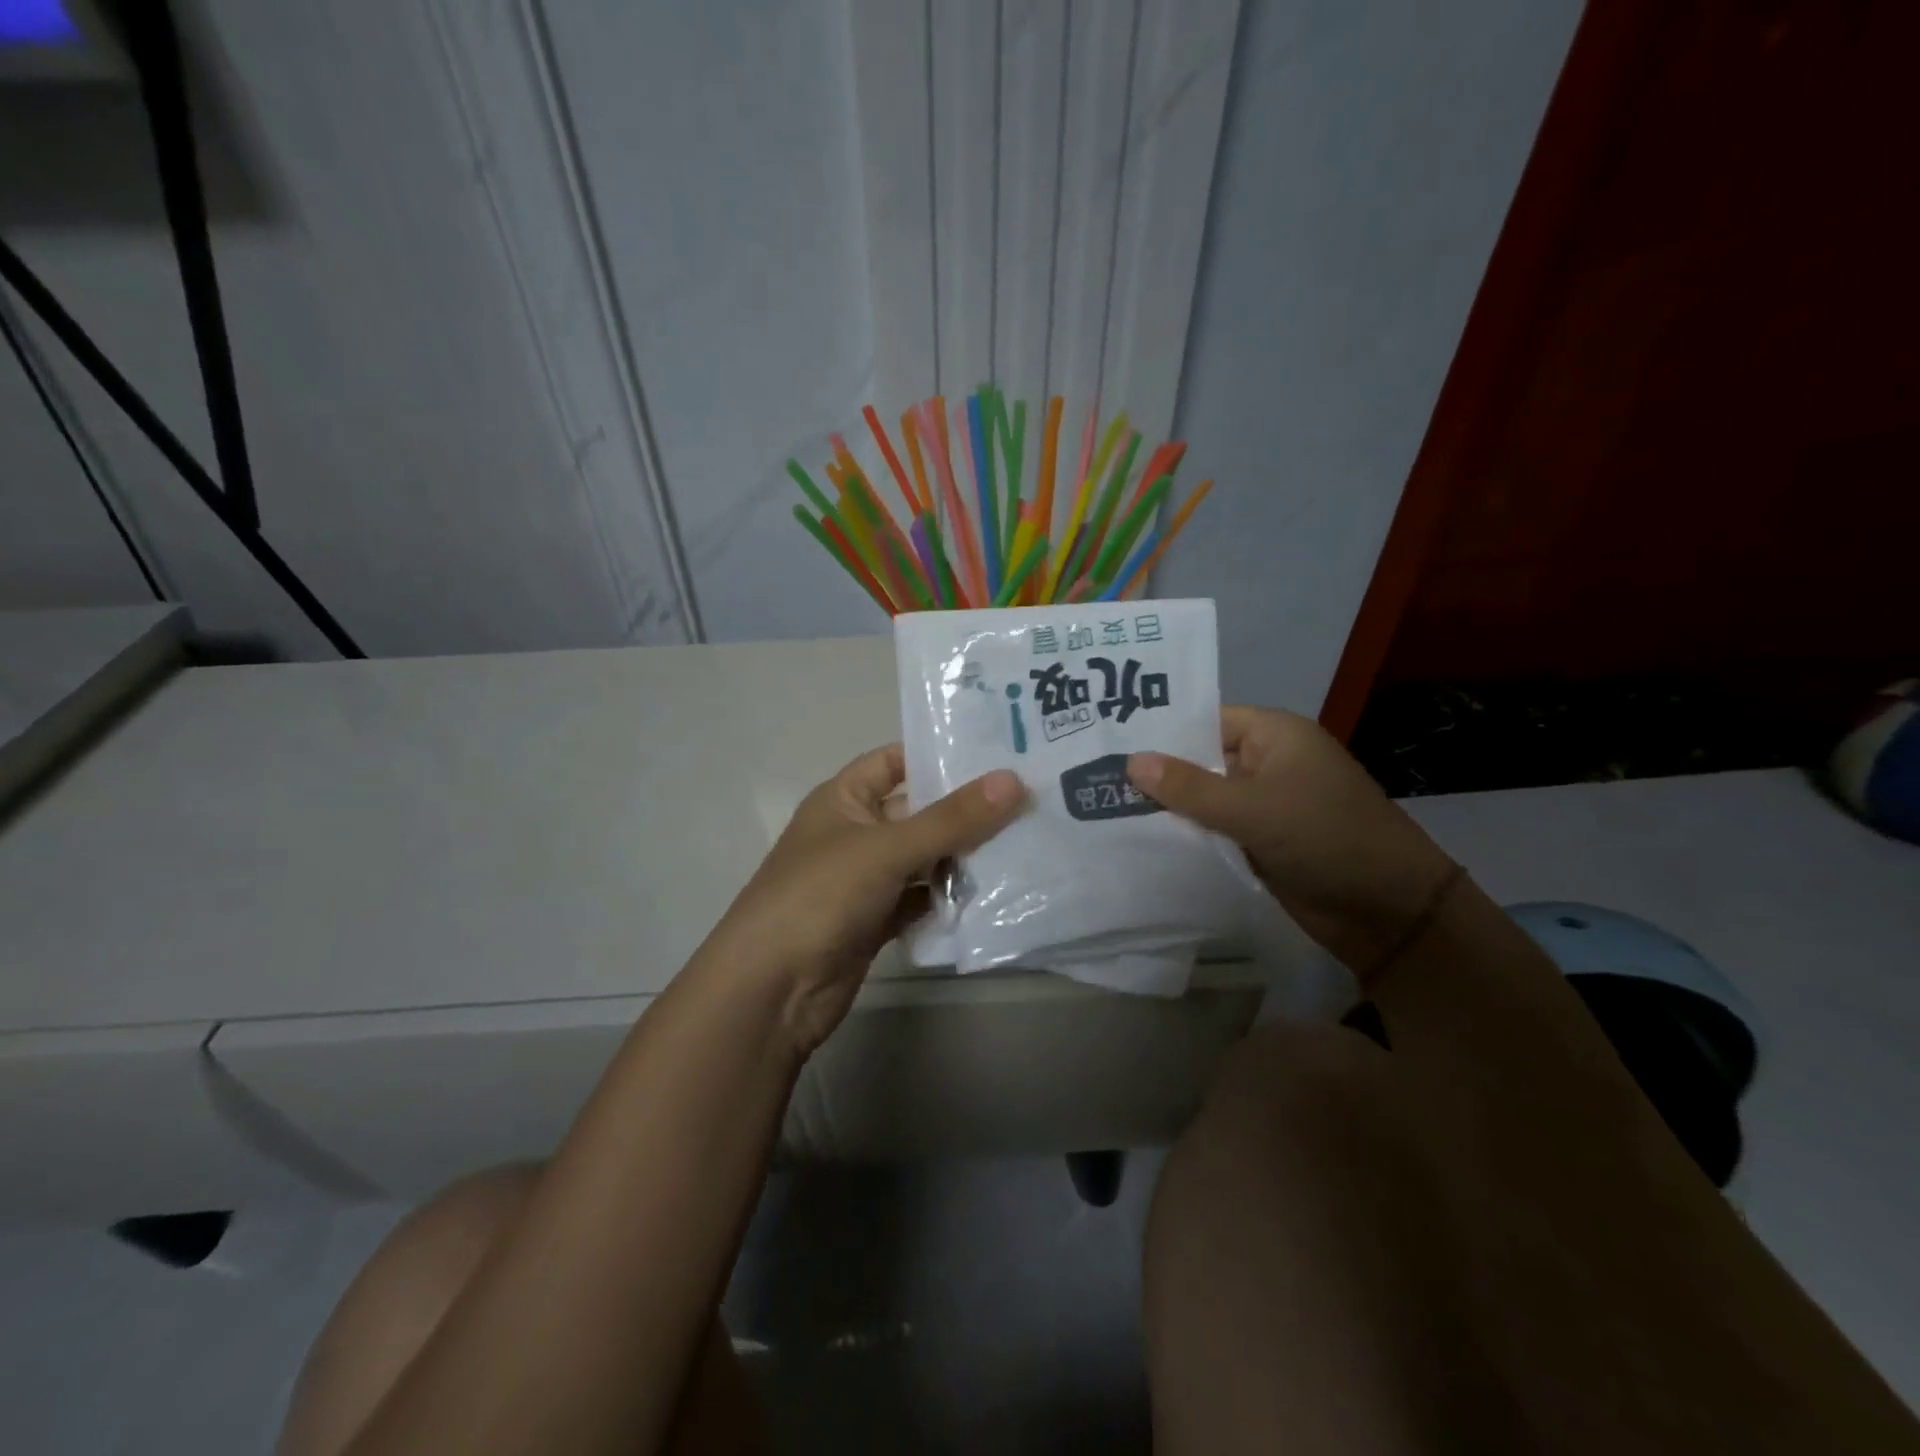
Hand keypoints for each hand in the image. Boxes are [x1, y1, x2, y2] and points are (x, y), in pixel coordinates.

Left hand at [698, 744, 1025, 1053]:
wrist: (771, 991)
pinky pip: (921, 898)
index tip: (996, 754)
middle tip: (1028, 800)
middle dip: (965, 810)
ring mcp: (865, 880)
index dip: (937, 754)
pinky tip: (992, 894)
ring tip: (1025, 844)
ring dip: (963, 857)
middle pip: (917, 812)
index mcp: (843, 799)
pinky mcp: (876, 920)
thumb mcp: (887, 848)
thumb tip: (1014, 780)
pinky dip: (948, 898)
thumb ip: (951, 818)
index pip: (894, 761)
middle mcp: (854, 833)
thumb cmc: (819, 897)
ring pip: (923, 858)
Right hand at [1128, 707, 1457, 979]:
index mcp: (1274, 735)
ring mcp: (1264, 804)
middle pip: (1200, 760)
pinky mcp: (1261, 841)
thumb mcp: (1252, 808)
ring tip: (1103, 808)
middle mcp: (1267, 763)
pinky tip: (1140, 840)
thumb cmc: (1324, 837)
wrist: (1388, 910)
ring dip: (1168, 808)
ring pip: (1204, 799)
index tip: (1108, 742)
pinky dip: (1187, 835)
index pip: (1204, 721)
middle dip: (1156, 773)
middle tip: (1094, 778)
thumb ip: (1189, 787)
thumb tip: (1130, 761)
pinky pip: (1215, 830)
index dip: (1160, 732)